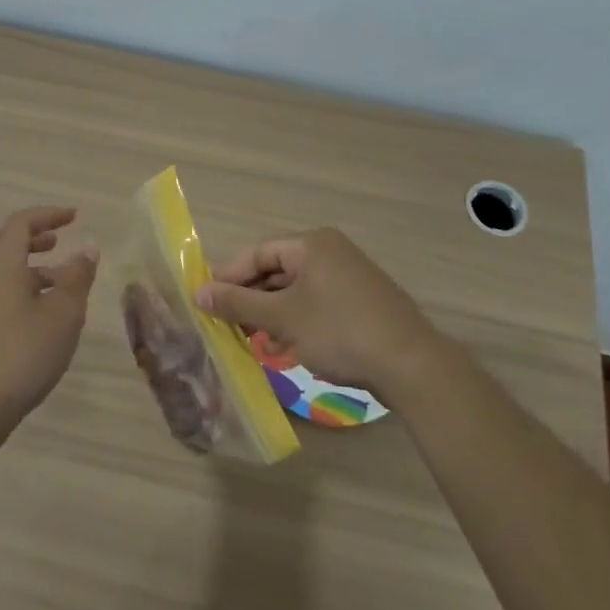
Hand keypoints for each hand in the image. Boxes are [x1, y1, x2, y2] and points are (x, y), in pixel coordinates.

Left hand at [0, 206, 98, 432]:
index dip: (48, 215)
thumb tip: (87, 249)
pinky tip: (42, 315)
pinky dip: (17, 289)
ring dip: (25, 266)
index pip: (20, 223)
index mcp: (1, 265)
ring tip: (59, 285)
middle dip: (26, 236)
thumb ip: (77, 277)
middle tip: (54, 244)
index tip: (75, 217)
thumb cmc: (23, 354)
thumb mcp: (64, 314)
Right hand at [195, 228, 445, 397]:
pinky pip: (316, 305)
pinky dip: (296, 321)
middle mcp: (332, 252)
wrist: (410, 365)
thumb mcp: (283, 318)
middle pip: (277, 270)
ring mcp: (350, 277)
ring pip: (296, 291)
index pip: (259, 252)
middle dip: (251, 298)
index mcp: (313, 245)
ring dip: (271, 313)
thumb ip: (239, 304)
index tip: (206, 302)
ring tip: (250, 340)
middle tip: (226, 324)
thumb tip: (199, 293)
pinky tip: (284, 347)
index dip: (229, 277)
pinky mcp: (361, 303)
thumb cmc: (339, 331)